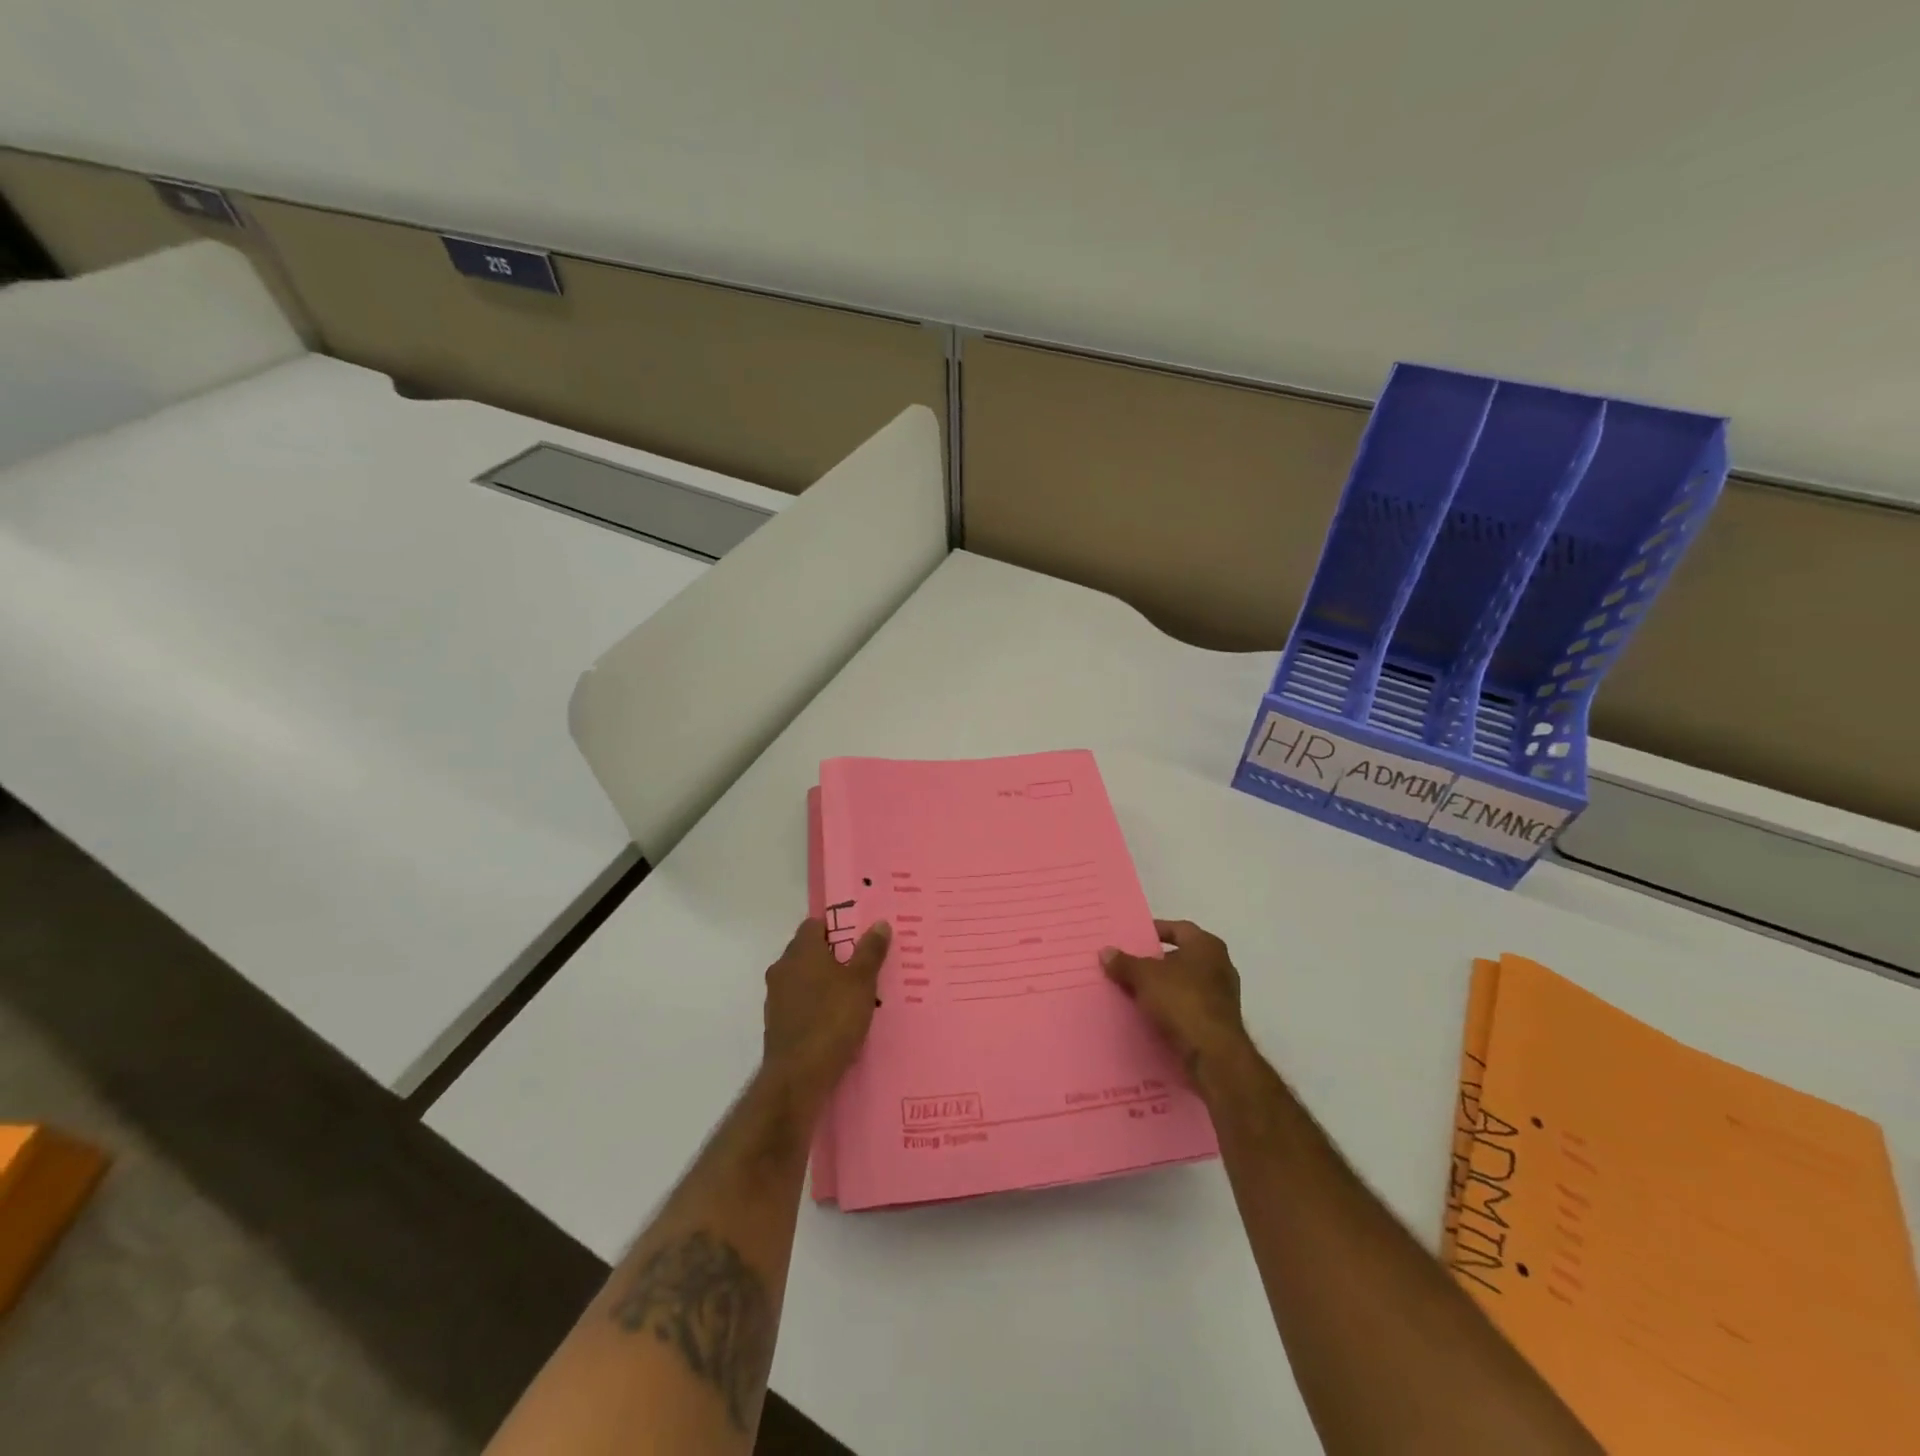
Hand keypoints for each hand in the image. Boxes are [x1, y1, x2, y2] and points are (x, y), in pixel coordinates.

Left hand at [762, 917, 890, 1096]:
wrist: (798, 1077)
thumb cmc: (832, 1020)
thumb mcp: (861, 982)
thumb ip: (870, 951)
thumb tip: (879, 923)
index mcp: (801, 951)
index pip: (814, 925)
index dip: (837, 927)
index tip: (859, 937)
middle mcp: (783, 968)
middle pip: (809, 951)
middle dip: (834, 956)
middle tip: (863, 965)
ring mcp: (777, 998)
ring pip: (805, 979)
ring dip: (825, 982)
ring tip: (855, 994)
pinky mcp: (777, 1024)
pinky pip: (800, 1004)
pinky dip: (817, 1005)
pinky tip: (837, 1020)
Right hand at [1101, 919, 1249, 1079]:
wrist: (1213, 1054)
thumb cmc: (1182, 1000)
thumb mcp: (1144, 977)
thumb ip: (1124, 963)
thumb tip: (1105, 952)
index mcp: (1206, 945)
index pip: (1177, 928)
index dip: (1154, 931)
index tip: (1132, 938)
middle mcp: (1219, 966)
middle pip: (1180, 957)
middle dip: (1154, 962)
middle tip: (1127, 965)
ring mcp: (1222, 996)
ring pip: (1183, 984)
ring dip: (1161, 987)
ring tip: (1132, 991)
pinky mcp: (1218, 1022)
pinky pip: (1188, 1007)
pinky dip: (1170, 1008)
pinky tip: (1149, 1015)